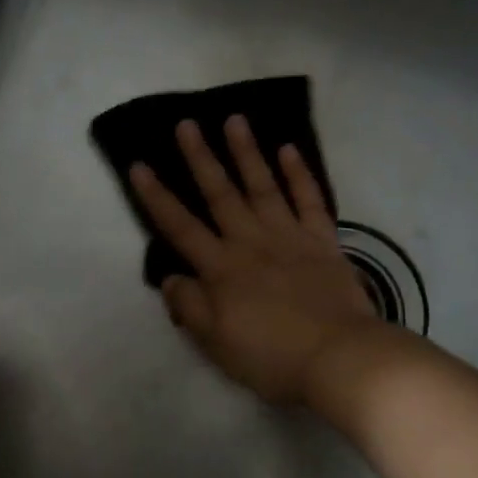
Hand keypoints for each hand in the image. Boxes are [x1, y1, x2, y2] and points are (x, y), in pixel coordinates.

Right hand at [129, 115, 385, 404]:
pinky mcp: (323, 241)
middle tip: (186, 123)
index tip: (139, 165)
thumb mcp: (216, 343)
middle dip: (200, 158)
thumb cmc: (271, 355)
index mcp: (222, 269)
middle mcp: (251, 242)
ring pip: (263, 187)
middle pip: (220, 194)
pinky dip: (299, 174)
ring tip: (234, 120)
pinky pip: (310, 200)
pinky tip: (289, 149)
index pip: (180, 227)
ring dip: (247, 152)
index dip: (157, 197)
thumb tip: (170, 278)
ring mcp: (290, 237)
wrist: (338, 357)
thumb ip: (190, 307)